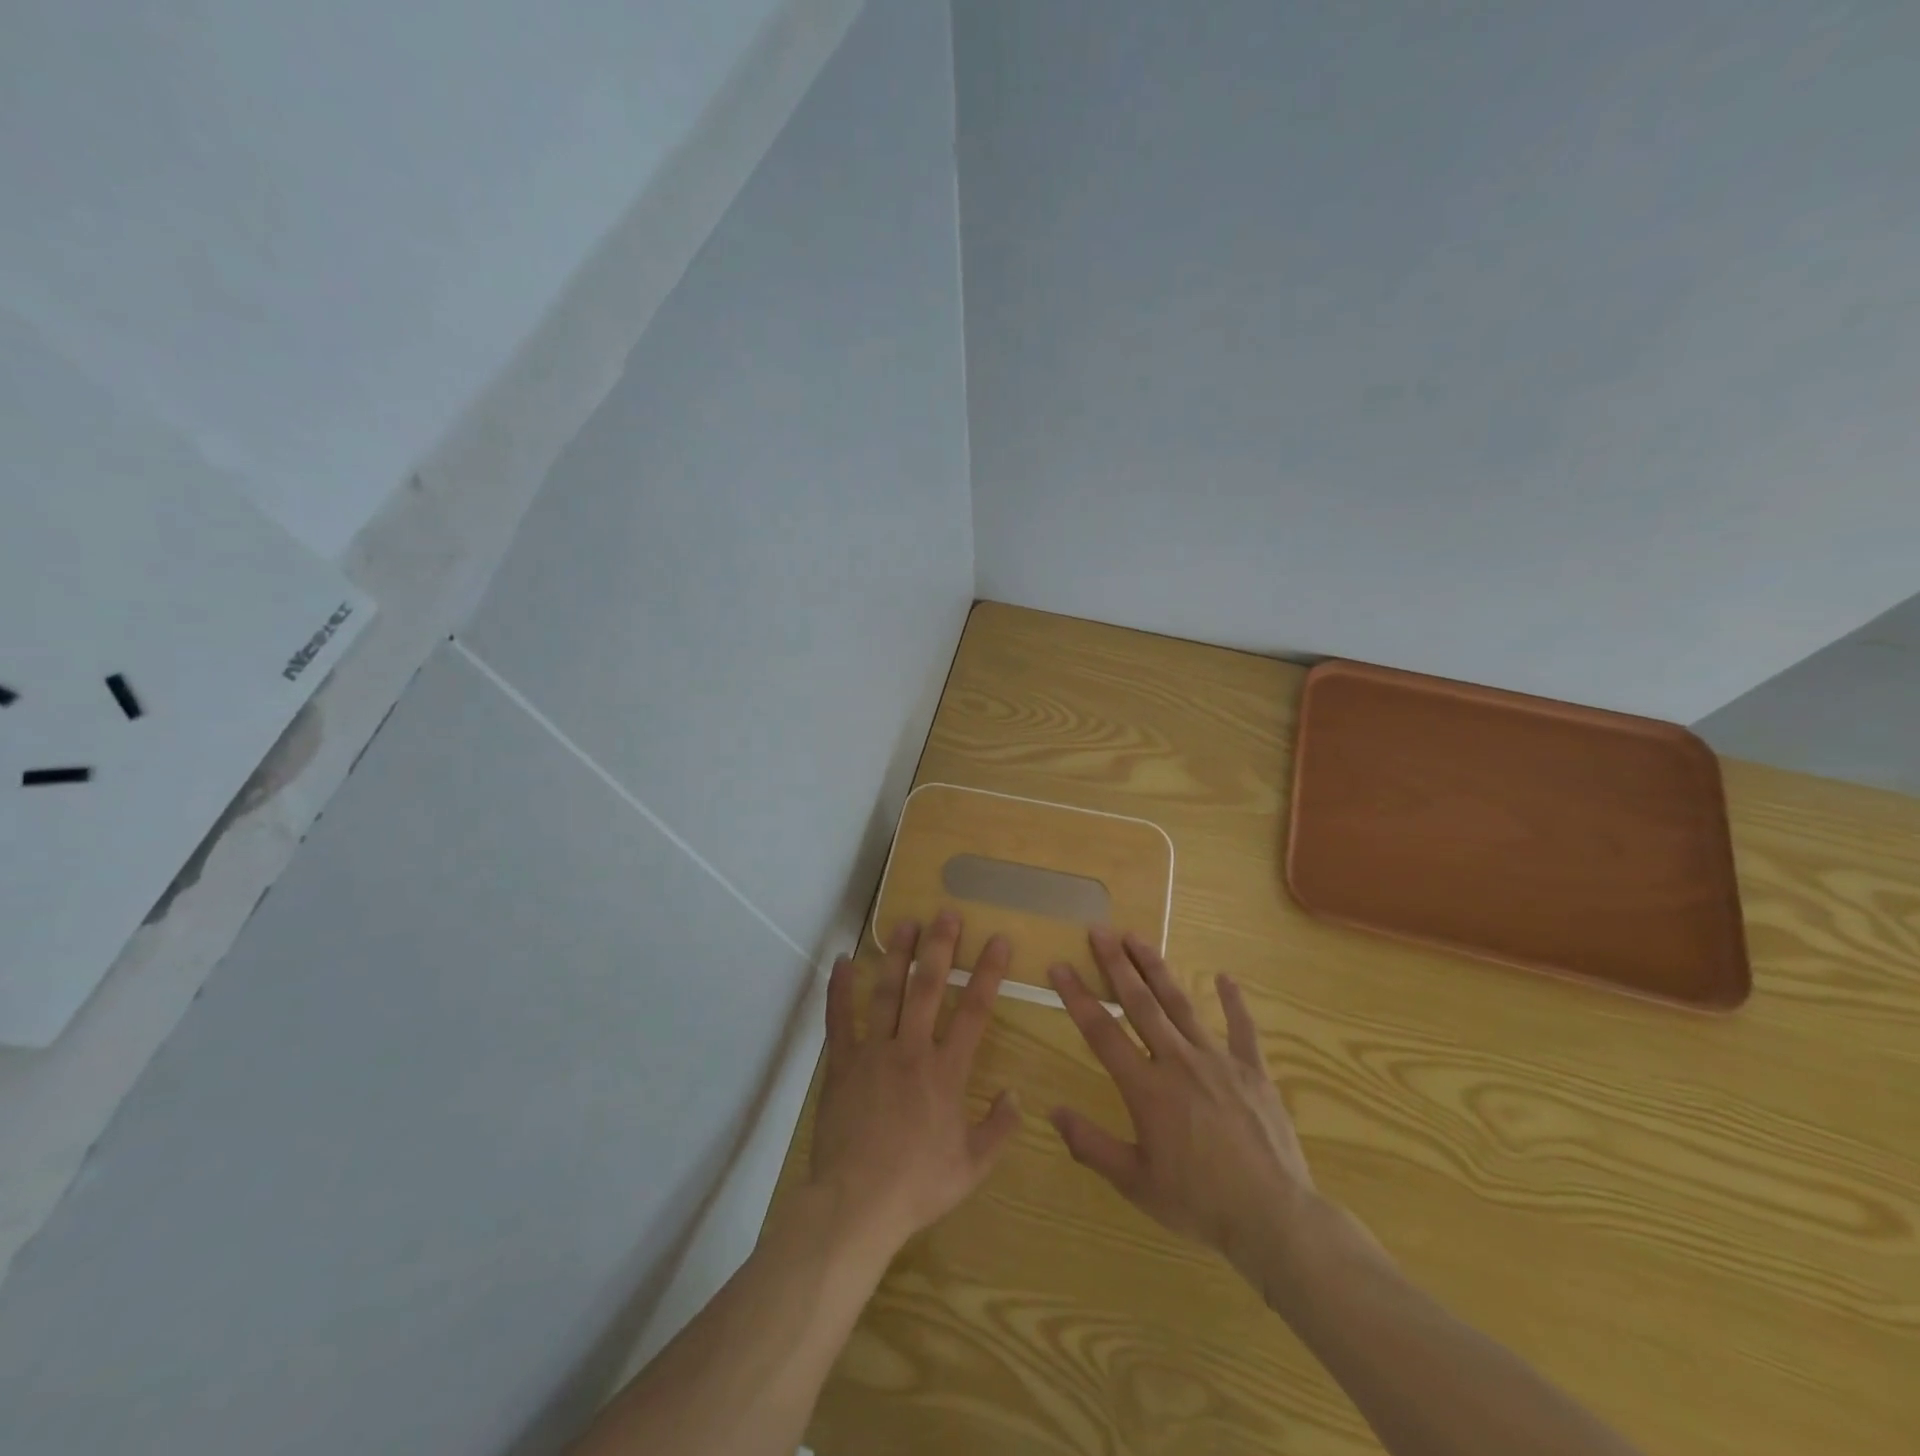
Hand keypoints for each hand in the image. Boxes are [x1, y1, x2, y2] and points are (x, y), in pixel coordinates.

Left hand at [808, 911, 1022, 1258]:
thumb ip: (999, 1128)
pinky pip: (839, 1019)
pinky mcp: (841, 1064)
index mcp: (947, 1071)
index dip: (989, 972)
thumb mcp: (972, 1166)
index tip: (998, 940)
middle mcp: (912, 1049)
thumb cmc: (918, 1185)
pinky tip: (842, 961)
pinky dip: (839, 989)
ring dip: (897, 954)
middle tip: (946, 913)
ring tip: (905, 923)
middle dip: (940, 947)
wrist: (856, 1204)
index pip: (975, 1011)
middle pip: (929, 988)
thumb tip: (1016, 1093)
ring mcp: (873, 1052)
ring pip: (887, 992)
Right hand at [1048, 928, 1317, 1284]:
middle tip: (1099, 931)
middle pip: (1140, 1003)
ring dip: (1157, 969)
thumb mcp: (1135, 1182)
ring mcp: (1219, 1060)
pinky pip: (1242, 1028)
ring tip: (1138, 938)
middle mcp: (1178, 1061)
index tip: (1060, 966)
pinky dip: (1233, 1001)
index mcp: (1146, 1088)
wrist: (1274, 1218)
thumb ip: (1091, 1145)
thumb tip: (1052, 1112)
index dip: (1077, 996)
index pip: (1102, 1032)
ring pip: (1181, 1004)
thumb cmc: (1199, 1203)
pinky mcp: (1253, 1070)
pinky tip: (1225, 977)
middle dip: (1116, 964)